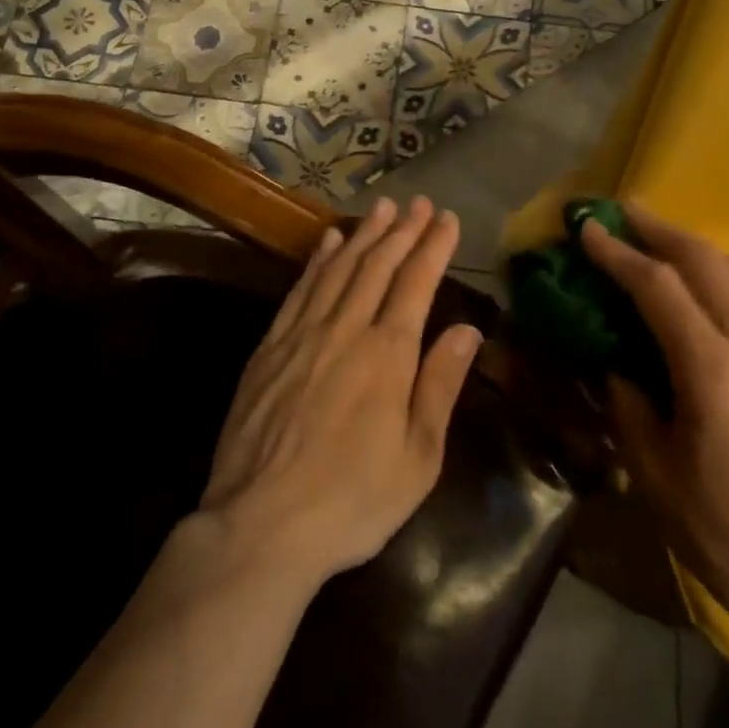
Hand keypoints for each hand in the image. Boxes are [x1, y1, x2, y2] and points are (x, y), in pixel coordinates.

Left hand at [200, 196, 481, 588]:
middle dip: (402, 230)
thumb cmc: (353, 499)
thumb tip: (468, 329)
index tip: (447, 219)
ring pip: (339, 268)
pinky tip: (327, 242)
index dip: (433, 247)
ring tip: (382, 209)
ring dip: (363, 234)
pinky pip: (299, 289)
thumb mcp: (419, 456)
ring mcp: (303, 334)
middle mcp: (346, 329)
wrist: (260, 524)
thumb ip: (441, 384)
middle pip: (378, 265)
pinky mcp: (270, 347)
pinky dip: (317, 260)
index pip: (416, 282)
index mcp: (389, 353)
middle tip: (419, 203)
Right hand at [582, 204, 728, 642]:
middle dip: (656, 229)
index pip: (659, 287)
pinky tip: (697, 280)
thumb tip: (612, 356)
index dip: (618, 253)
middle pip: (703, 260)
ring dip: (689, 244)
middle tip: (618, 211)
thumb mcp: (653, 469)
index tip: (585, 228)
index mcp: (716, 372)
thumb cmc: (722, 530)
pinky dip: (718, 271)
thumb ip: (627, 399)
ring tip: (653, 234)